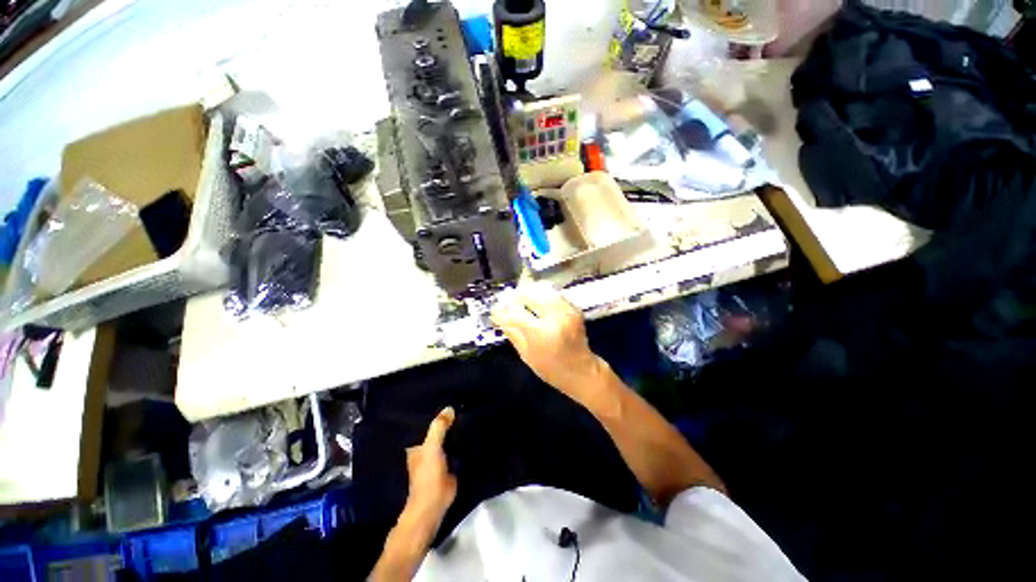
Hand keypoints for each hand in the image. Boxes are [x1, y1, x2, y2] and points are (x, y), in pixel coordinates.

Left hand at [402, 407, 456, 535]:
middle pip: (437, 430)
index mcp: (417, 445)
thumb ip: (439, 428)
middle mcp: (426, 449)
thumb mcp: (431, 447)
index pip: (424, 424)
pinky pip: (456, 447)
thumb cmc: (427, 475)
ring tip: (467, 412)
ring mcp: (439, 457)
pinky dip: (461, 441)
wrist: (434, 504)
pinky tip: (470, 430)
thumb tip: (449, 408)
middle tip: (461, 403)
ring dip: (455, 430)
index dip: (433, 413)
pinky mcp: (450, 464)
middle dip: (446, 421)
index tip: (445, 398)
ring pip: (447, 438)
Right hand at [491, 284, 605, 397]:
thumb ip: (512, 331)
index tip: (496, 309)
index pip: (516, 313)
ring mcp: (567, 310)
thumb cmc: (551, 369)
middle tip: (507, 301)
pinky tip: (536, 304)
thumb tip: (497, 314)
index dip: (503, 309)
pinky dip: (541, 295)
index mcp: (542, 333)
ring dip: (528, 292)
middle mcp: (556, 317)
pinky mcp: (573, 307)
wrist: (582, 371)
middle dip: (516, 296)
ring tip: (521, 301)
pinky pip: (553, 294)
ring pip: (542, 290)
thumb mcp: (526, 354)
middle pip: (530, 294)